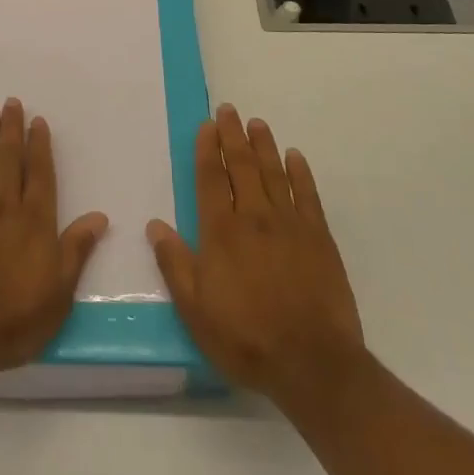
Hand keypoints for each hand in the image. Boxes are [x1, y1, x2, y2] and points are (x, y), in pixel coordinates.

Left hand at [0, 98, 108, 383]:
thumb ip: (77, 250)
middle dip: (12, 129)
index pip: (40, 173)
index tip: (38, 121)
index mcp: (35, 221)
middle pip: (10, 159)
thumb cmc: (16, 319)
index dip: (40, 145)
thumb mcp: (59, 293)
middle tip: (11, 102)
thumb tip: (100, 216)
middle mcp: (5, 207)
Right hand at [147, 104, 364, 409]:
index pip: (212, 178)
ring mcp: (290, 225)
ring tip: (257, 123)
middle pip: (242, 166)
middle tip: (229, 110)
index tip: (207, 125)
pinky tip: (295, 157)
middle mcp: (254, 218)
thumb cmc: (246, 338)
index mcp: (221, 232)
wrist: (313, 364)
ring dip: (264, 146)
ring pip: (274, 174)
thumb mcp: (195, 310)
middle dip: (234, 136)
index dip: (208, 149)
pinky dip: (301, 173)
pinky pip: (308, 196)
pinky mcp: (319, 239)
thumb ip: (174, 264)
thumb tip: (154, 224)